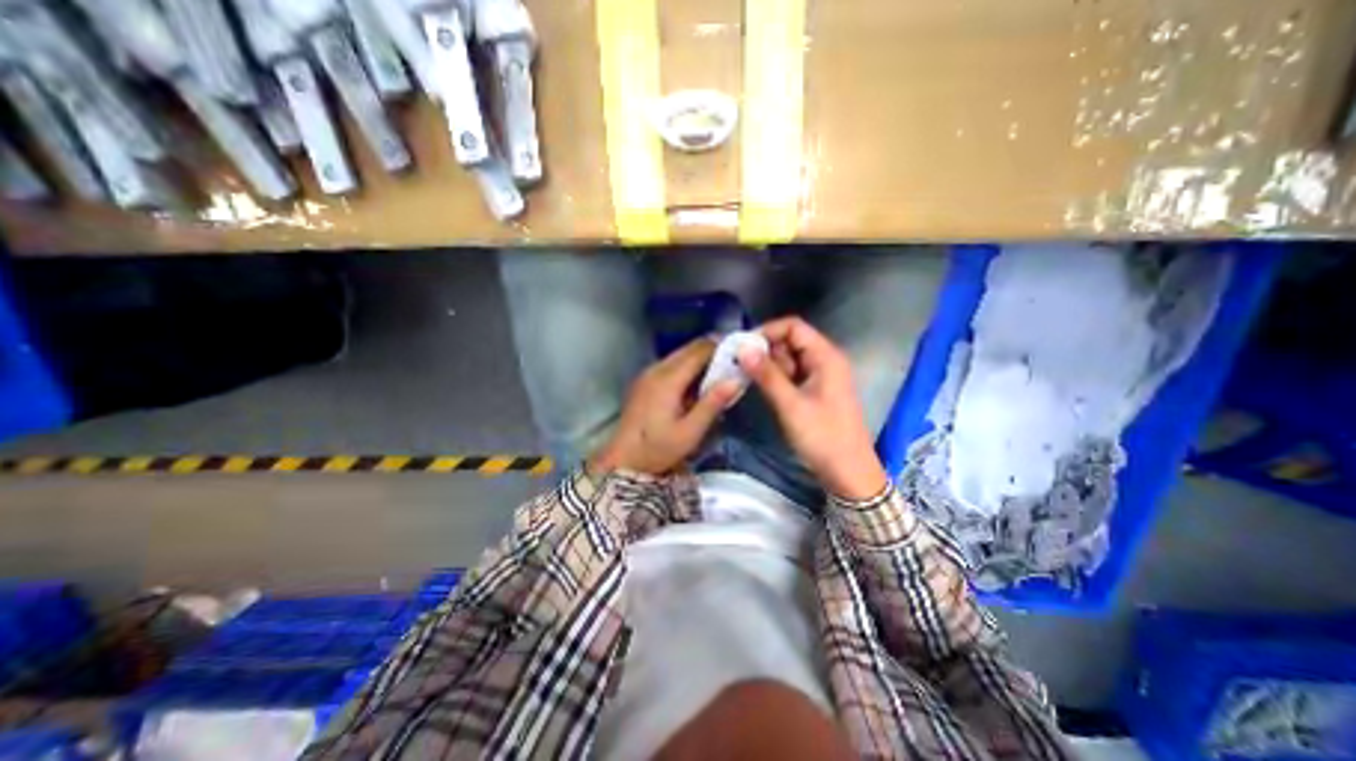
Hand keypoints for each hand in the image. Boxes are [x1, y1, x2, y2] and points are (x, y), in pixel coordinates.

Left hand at [590, 340, 740, 475]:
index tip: (741, 351)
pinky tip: (697, 382)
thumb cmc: (657, 449)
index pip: (699, 350)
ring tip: (720, 372)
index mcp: (668, 379)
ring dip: (700, 358)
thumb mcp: (690, 432)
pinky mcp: (644, 381)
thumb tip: (735, 380)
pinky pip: (671, 364)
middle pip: (689, 348)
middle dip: (713, 350)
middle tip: (734, 362)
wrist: (623, 460)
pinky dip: (688, 366)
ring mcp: (648, 373)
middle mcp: (656, 369)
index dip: (722, 347)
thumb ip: (712, 404)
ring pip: (680, 354)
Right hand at [740, 315, 892, 500]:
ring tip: (747, 376)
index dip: (767, 331)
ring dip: (769, 365)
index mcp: (826, 357)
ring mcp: (821, 376)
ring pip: (790, 359)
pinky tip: (762, 387)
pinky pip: (793, 375)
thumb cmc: (823, 437)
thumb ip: (767, 375)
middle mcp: (825, 360)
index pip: (794, 327)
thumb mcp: (791, 405)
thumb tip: (743, 349)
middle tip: (741, 364)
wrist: (848, 473)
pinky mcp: (816, 390)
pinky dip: (777, 378)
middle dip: (765, 349)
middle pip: (791, 341)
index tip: (743, 346)